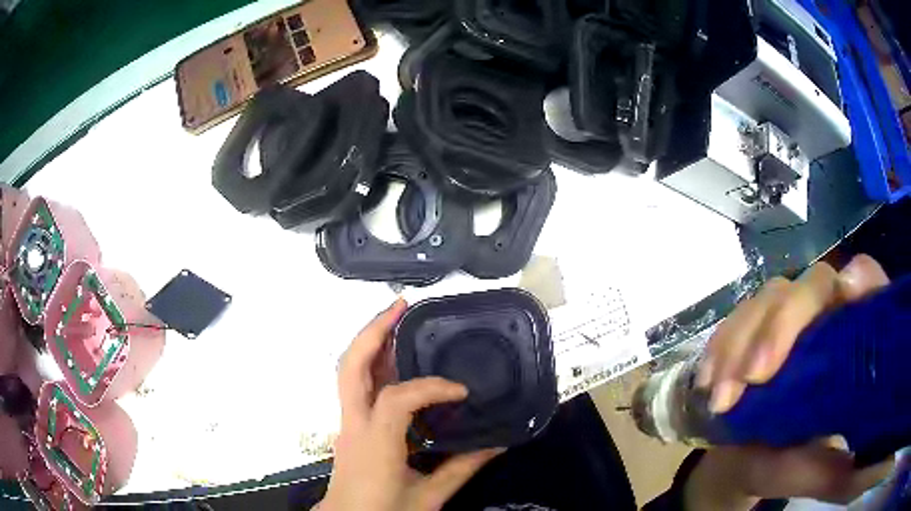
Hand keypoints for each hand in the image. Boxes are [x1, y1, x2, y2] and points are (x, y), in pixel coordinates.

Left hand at [318, 300, 500, 510]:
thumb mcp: (428, 497)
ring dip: (370, 340)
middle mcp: (353, 424)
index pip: (398, 399)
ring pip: (348, 370)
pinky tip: (394, 358)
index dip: (431, 387)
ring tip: (397, 319)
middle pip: (350, 366)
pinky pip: (357, 384)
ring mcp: (346, 422)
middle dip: (374, 331)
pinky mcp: (349, 425)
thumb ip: (462, 469)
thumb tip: (496, 444)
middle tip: (401, 307)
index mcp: (374, 443)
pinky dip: (373, 362)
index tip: (461, 391)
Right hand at [686, 255, 893, 508]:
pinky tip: (707, 381)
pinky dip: (720, 347)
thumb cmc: (786, 464)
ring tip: (720, 399)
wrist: (741, 459)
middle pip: (815, 283)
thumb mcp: (810, 473)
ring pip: (771, 296)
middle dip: (783, 323)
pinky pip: (736, 317)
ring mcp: (787, 315)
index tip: (848, 292)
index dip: (863, 279)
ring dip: (742, 341)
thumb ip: (832, 471)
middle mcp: (825, 316)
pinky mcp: (754, 324)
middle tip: (754, 377)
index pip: (869, 286)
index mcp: (852, 344)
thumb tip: (855, 479)